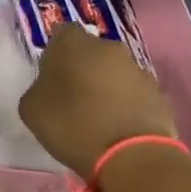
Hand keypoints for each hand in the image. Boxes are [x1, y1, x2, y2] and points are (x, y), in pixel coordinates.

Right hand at [18, 22, 176, 179]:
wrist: (131, 158)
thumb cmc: (72, 126)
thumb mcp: (31, 109)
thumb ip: (38, 88)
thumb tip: (50, 87)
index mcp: (73, 43)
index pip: (62, 33)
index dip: (55, 53)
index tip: (51, 75)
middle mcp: (108, 47)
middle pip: (91, 51)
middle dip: (83, 68)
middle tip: (72, 97)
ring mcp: (137, 69)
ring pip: (114, 72)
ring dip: (106, 87)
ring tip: (97, 118)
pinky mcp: (159, 94)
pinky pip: (134, 93)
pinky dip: (126, 105)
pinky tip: (118, 129)